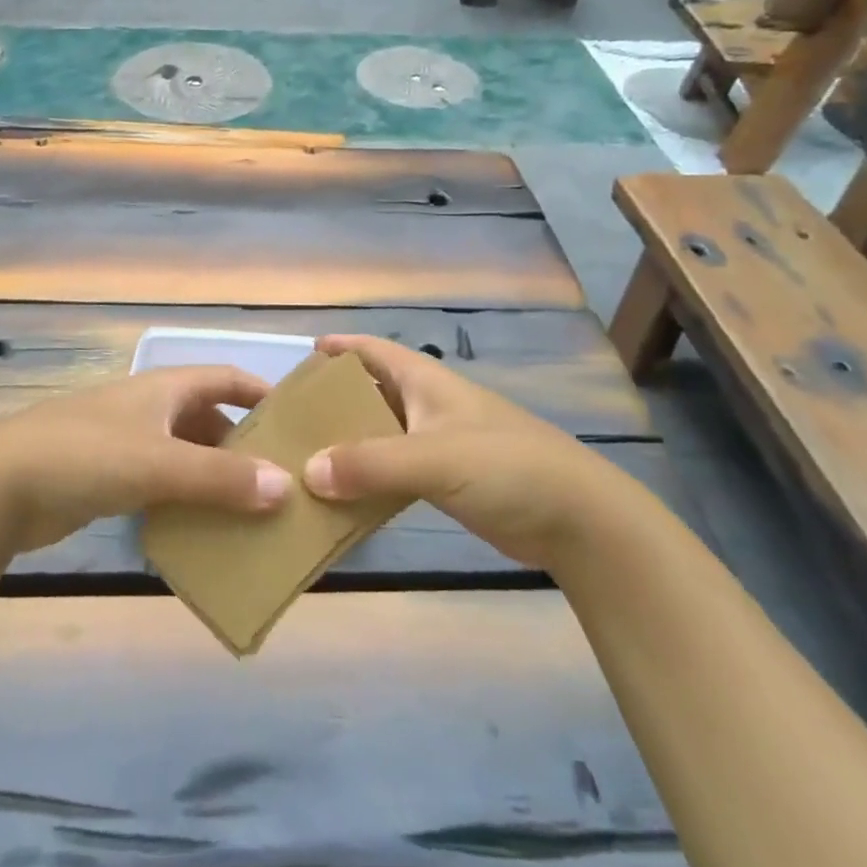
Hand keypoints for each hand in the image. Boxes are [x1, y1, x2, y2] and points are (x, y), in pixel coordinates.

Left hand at [0, 367, 291, 553]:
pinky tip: (199, 528)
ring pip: (183, 453)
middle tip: (279, 478)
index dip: (260, 391)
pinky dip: (182, 498)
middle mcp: (148, 408)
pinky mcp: (105, 477)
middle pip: (207, 418)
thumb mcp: (158, 463)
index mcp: (164, 389)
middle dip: (242, 444)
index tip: (295, 419)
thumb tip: (284, 486)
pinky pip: (159, 482)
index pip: (224, 377)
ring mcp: (124, 442)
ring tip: (250, 509)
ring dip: (213, 475)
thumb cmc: (85, 456)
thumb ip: (220, 477)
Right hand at [302, 336, 620, 567]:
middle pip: (370, 393)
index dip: (340, 347)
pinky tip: (342, 498)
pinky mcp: (447, 480)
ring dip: (347, 445)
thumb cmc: (506, 466)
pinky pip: (394, 471)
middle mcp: (427, 405)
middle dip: (333, 402)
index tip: (303, 355)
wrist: (577, 519)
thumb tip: (307, 472)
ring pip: (379, 435)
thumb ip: (370, 464)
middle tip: (289, 421)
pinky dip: (368, 479)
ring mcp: (438, 443)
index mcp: (425, 381)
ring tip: (304, 461)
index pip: (374, 350)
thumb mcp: (434, 458)